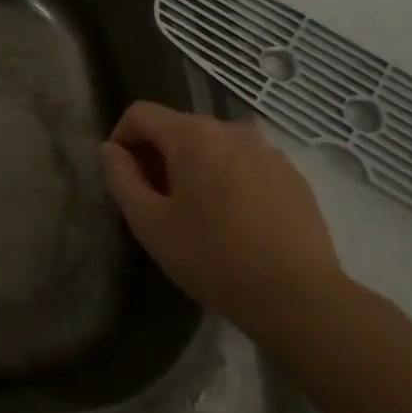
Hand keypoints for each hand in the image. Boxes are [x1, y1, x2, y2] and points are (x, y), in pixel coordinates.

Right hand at [102, 101, 350, 343]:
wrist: (300, 299)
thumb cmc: (213, 258)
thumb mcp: (149, 223)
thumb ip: (121, 178)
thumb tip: (111, 150)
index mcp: (193, 135)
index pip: (141, 113)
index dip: (121, 138)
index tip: (122, 176)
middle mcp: (232, 130)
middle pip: (178, 128)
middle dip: (158, 156)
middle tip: (156, 201)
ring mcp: (268, 151)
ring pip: (214, 146)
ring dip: (195, 167)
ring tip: (197, 212)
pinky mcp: (293, 176)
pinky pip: (246, 164)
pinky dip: (229, 179)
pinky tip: (235, 221)